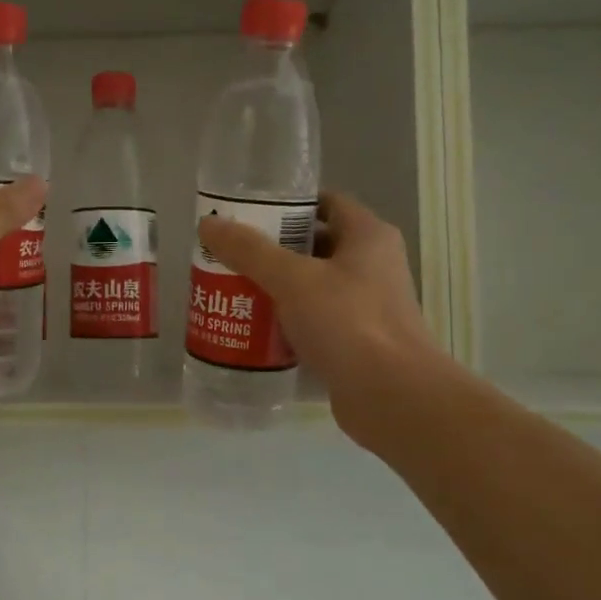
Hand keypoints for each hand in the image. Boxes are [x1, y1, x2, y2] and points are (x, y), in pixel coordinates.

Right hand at [196, 191, 450, 447]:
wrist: (392, 396)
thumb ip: (249, 250)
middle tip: (230, 255)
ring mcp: (367, 306)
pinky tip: (253, 329)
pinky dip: (287, 323)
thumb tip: (208, 224)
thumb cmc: (347, 323)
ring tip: (233, 290)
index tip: (246, 213)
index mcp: (368, 236)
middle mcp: (373, 265)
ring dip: (276, 288)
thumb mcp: (292, 279)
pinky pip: (315, 322)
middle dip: (272, 249)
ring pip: (313, 287)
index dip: (287, 204)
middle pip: (314, 245)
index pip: (325, 203)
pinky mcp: (357, 342)